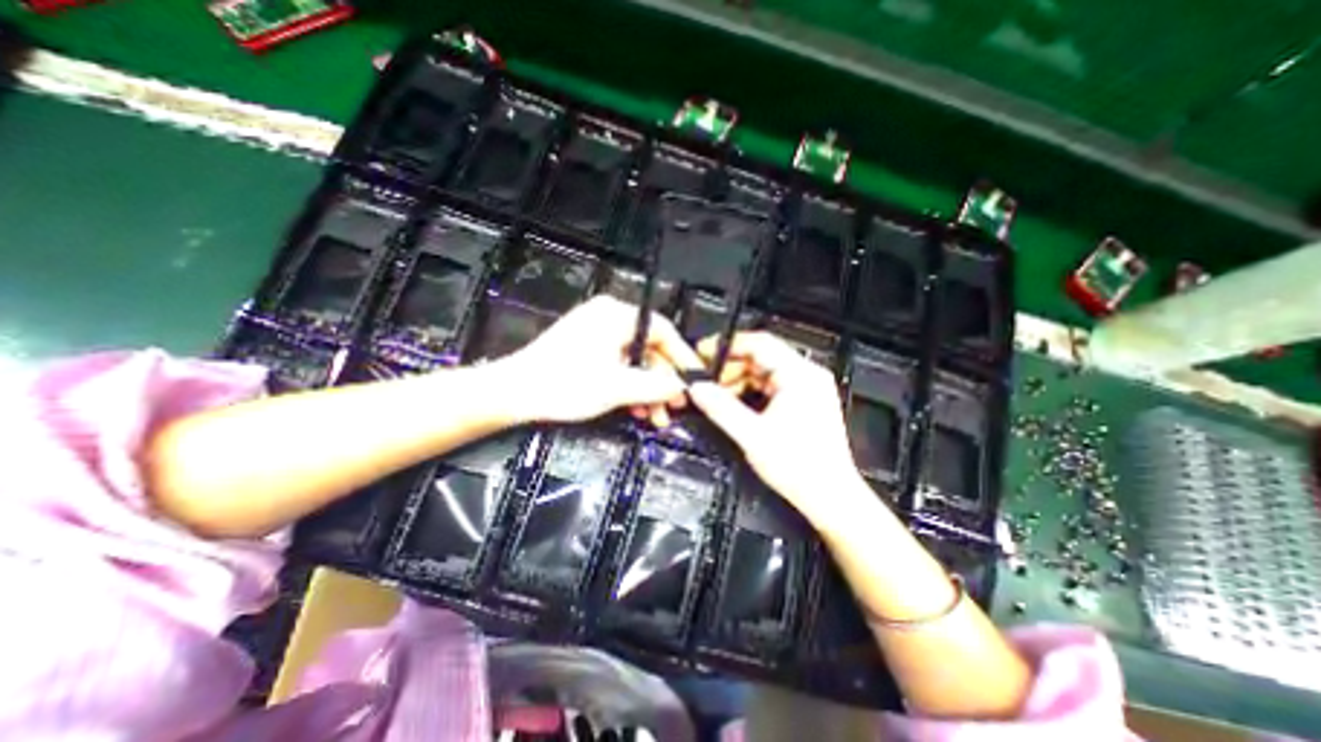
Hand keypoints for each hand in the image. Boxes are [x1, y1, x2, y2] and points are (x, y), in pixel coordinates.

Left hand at [495, 293, 701, 422]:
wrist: (514, 393)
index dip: (682, 358)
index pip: (663, 331)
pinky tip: (636, 408)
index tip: (694, 380)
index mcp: (616, 315)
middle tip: (673, 407)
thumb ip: (656, 386)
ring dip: (647, 390)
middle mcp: (609, 318)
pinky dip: (630, 387)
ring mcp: (597, 333)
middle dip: (662, 382)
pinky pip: (619, 365)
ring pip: (635, 361)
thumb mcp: (617, 387)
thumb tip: (682, 386)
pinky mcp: (588, 349)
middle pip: (649, 349)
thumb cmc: (563, 384)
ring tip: (654, 416)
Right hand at [687, 329, 873, 534]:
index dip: (727, 346)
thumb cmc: (800, 468)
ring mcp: (807, 388)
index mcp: (800, 375)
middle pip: (760, 357)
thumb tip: (698, 388)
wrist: (829, 497)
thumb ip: (720, 408)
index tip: (704, 354)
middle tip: (707, 382)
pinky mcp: (804, 401)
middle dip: (730, 368)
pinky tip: (736, 405)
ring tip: (718, 397)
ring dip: (738, 381)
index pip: (759, 343)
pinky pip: (771, 385)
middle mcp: (807, 376)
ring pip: (764, 372)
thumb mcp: (752, 435)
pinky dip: (751, 391)